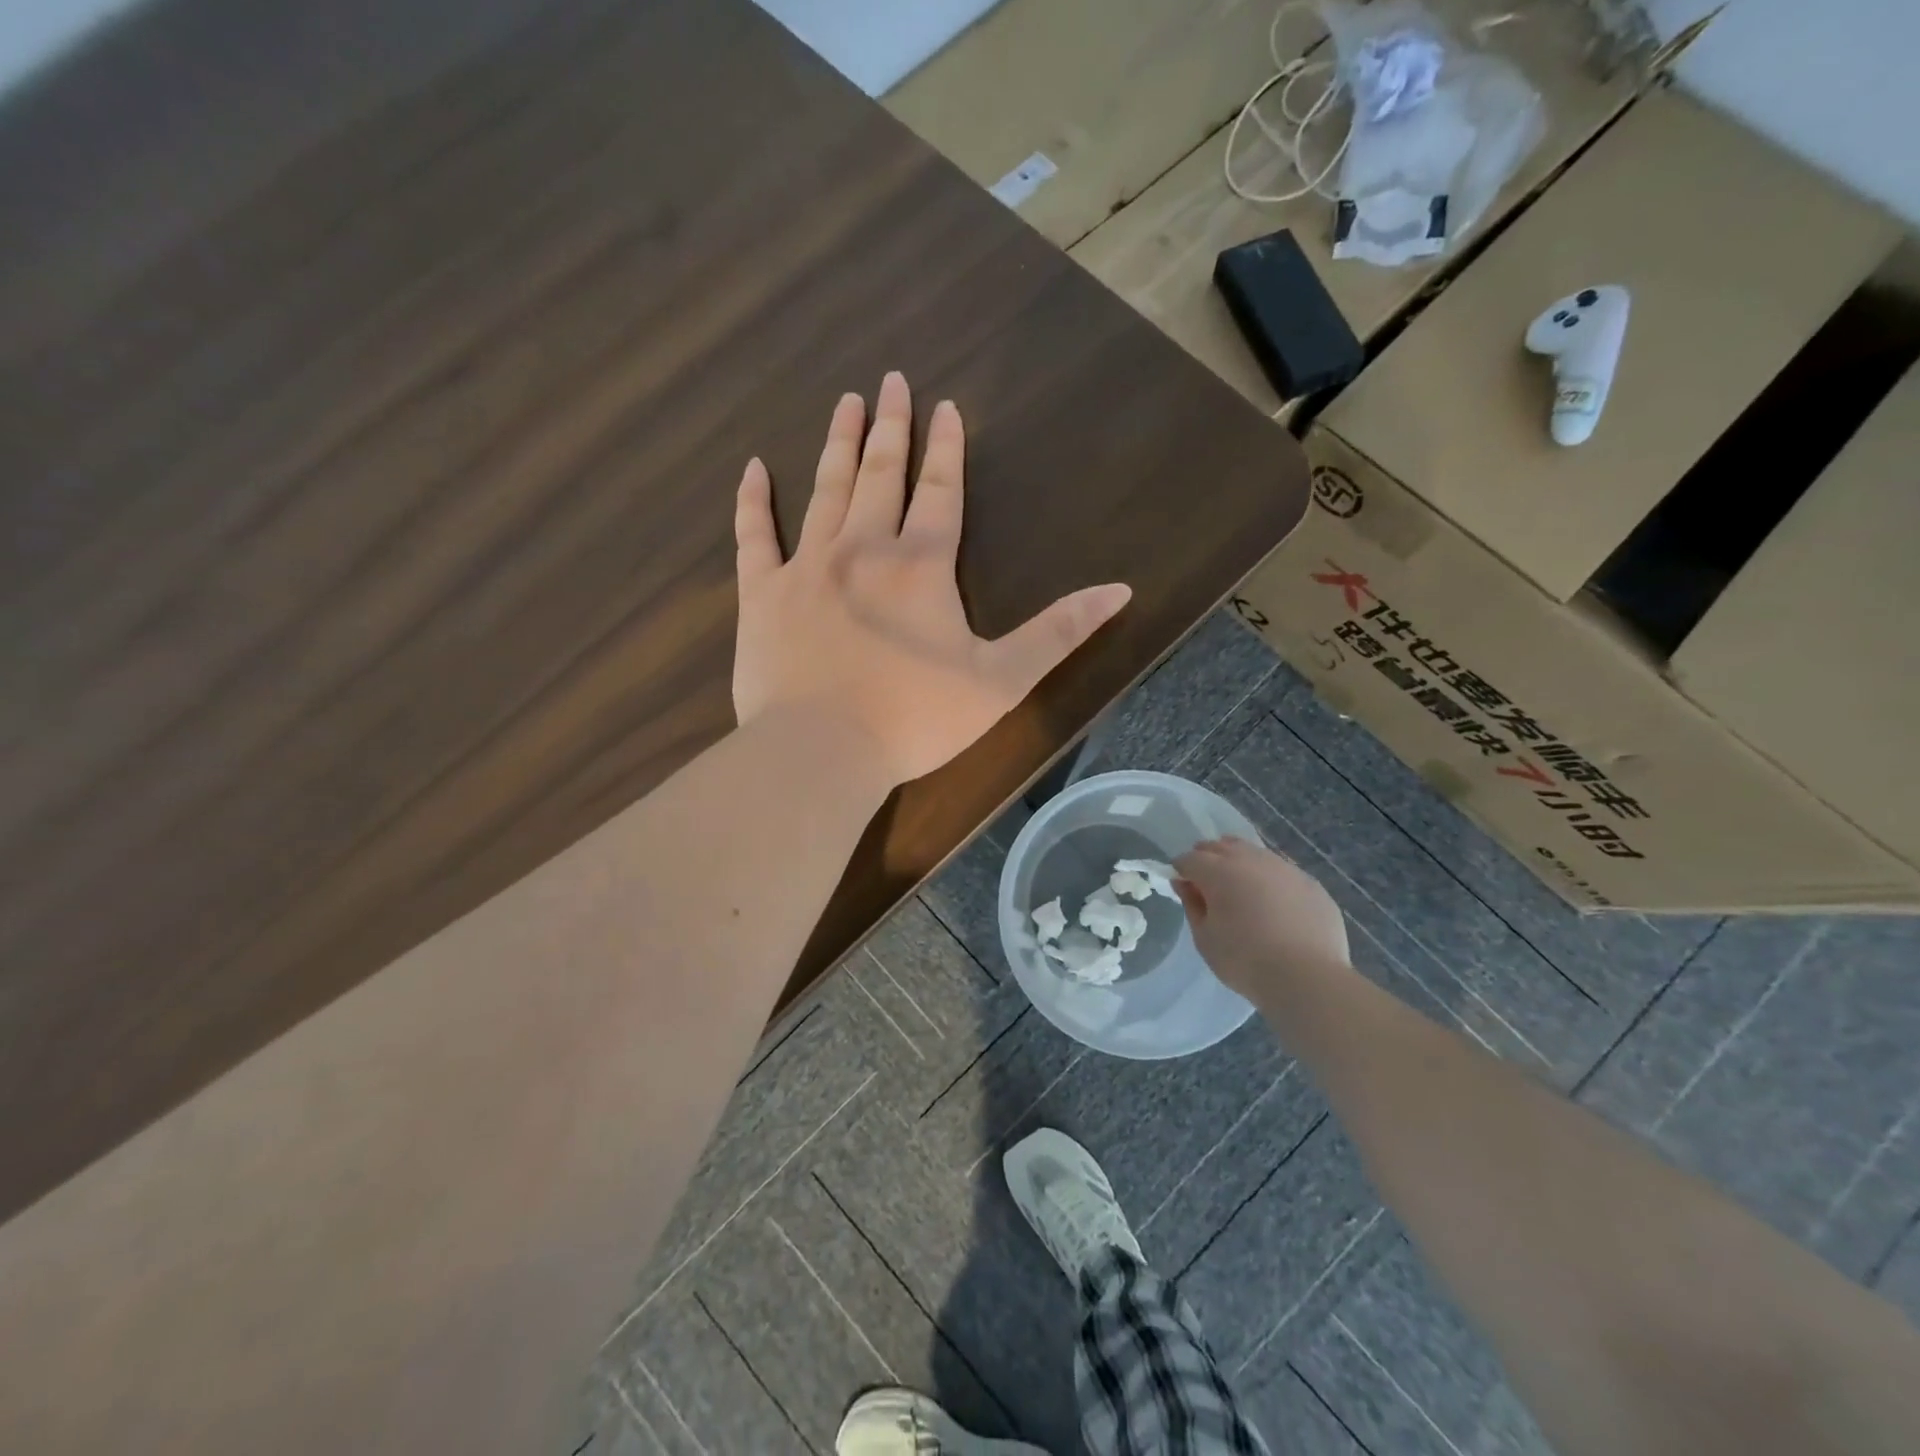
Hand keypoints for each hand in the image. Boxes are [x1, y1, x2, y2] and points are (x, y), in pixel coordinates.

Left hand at [733, 372, 1131, 785]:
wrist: (821, 751)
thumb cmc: (915, 720)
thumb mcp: (1002, 682)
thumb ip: (1058, 633)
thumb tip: (1120, 590)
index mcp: (921, 566)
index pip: (941, 491)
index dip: (946, 447)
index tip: (943, 405)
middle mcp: (863, 549)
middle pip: (881, 474)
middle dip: (890, 427)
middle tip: (890, 380)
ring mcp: (806, 567)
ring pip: (825, 490)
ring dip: (838, 444)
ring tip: (845, 403)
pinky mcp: (762, 595)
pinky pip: (754, 536)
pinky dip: (752, 501)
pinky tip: (752, 468)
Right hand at [1173, 837, 1350, 999]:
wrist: (1308, 978)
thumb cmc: (1245, 961)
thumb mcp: (1204, 938)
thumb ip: (1192, 905)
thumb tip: (1185, 884)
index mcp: (1219, 871)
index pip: (1190, 859)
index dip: (1181, 870)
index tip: (1183, 888)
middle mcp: (1251, 860)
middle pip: (1222, 847)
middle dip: (1209, 859)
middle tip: (1208, 885)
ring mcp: (1285, 869)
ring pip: (1255, 854)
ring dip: (1241, 865)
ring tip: (1242, 892)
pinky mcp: (1311, 884)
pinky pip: (1283, 873)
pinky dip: (1271, 881)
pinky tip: (1275, 905)